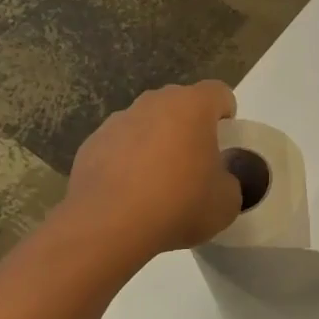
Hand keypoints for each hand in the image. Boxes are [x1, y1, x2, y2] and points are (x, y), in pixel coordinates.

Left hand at [65, 82, 242, 262]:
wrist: (109, 226)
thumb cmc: (178, 205)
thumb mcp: (226, 202)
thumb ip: (228, 180)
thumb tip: (216, 179)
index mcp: (191, 107)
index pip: (218, 92)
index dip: (226, 113)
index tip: (225, 141)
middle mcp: (153, 103)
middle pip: (179, 104)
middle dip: (189, 126)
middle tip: (194, 163)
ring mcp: (117, 121)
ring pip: (146, 123)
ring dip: (156, 142)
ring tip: (158, 182)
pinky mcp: (91, 144)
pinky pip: (119, 145)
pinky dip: (127, 161)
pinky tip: (129, 193)